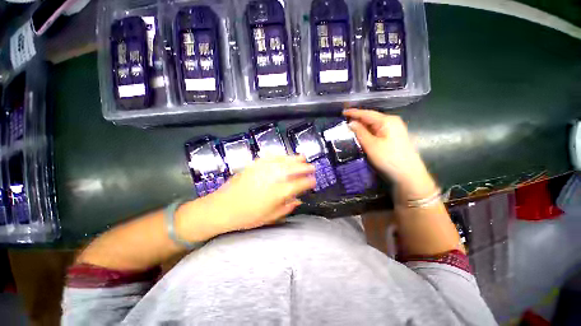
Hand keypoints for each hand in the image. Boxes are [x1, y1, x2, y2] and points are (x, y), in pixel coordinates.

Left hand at [197, 155, 315, 233]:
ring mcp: (263, 170)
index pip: (299, 184)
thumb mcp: (270, 218)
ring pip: (283, 161)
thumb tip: (298, 200)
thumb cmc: (247, 217)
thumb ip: (286, 207)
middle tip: (312, 167)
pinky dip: (279, 155)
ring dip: (294, 158)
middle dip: (305, 167)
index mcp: (278, 193)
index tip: (314, 181)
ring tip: (302, 157)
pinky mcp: (254, 165)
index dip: (308, 182)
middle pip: (293, 169)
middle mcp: (273, 179)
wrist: (222, 207)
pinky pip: (270, 157)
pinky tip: (284, 155)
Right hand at [343, 109, 436, 200]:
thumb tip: (351, 123)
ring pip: (373, 125)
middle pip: (370, 118)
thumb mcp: (371, 145)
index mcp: (387, 120)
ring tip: (349, 128)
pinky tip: (360, 135)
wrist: (408, 175)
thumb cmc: (388, 158)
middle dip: (357, 119)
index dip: (354, 113)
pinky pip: (377, 131)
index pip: (367, 113)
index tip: (342, 112)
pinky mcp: (393, 138)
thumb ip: (360, 132)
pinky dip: (367, 132)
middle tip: (343, 121)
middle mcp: (391, 122)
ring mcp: (393, 130)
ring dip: (361, 127)